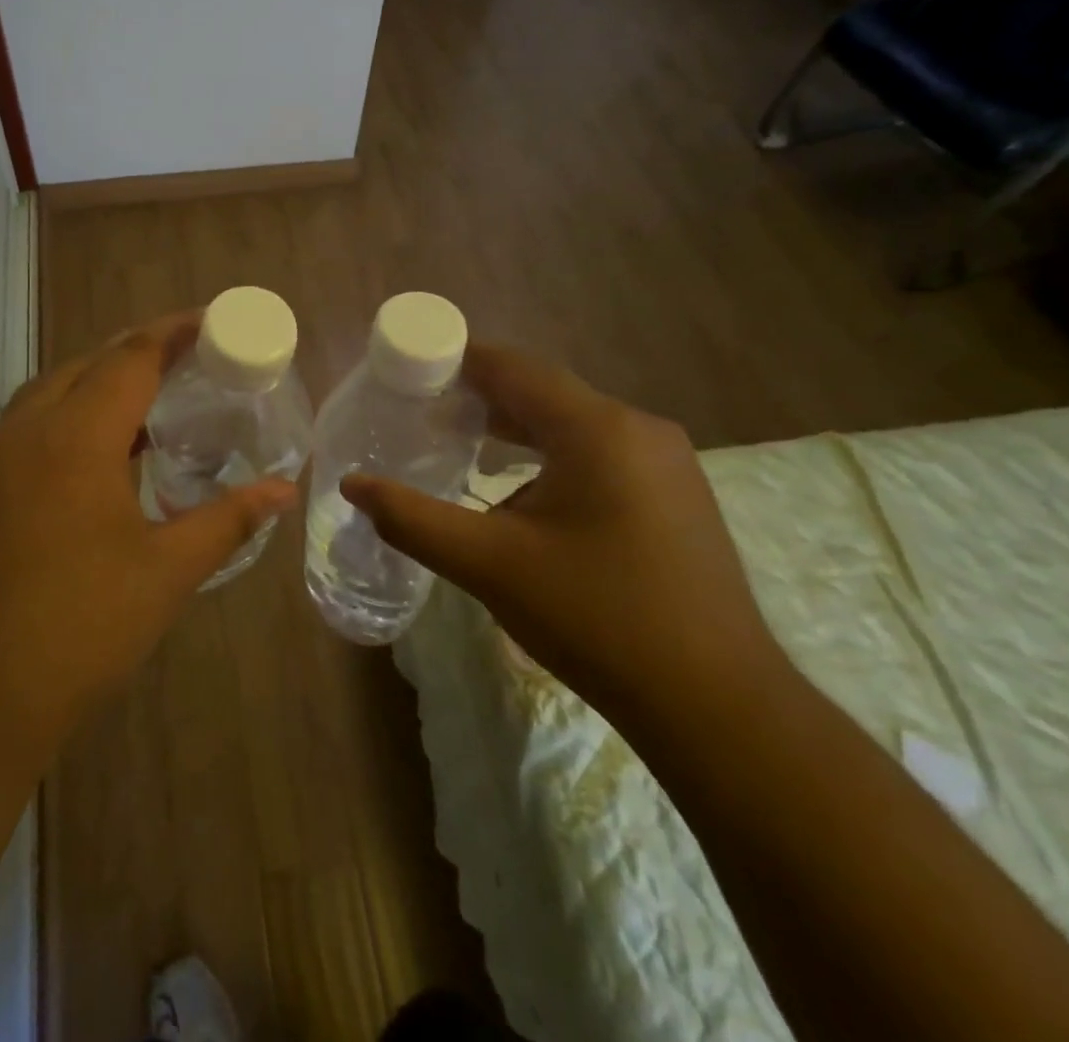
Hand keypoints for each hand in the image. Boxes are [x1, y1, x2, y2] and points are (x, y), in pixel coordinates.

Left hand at [0, 311, 297, 772]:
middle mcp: (22, 433)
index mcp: (74, 438)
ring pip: (46, 395)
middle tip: (183, 360)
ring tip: (142, 405)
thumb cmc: (78, 632)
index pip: (130, 359)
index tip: (209, 320)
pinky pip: (21, 431)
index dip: (172, 333)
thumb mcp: (166, 573)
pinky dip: (62, 421)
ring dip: (94, 385)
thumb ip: (227, 520)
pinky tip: (88, 461)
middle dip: (134, 353)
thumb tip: (282, 490)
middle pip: (84, 366)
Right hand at [341, 345, 787, 731]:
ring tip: (463, 449)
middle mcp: (638, 428)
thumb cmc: (596, 619)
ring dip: (516, 431)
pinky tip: (523, 496)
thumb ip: (412, 519)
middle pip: (543, 393)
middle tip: (424, 415)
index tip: (411, 373)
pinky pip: (600, 453)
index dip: (458, 362)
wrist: (716, 705)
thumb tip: (352, 486)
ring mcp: (666, 461)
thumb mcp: (490, 565)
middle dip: (481, 399)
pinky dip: (552, 458)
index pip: (513, 367)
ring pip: (573, 425)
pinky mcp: (676, 495)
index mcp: (596, 428)